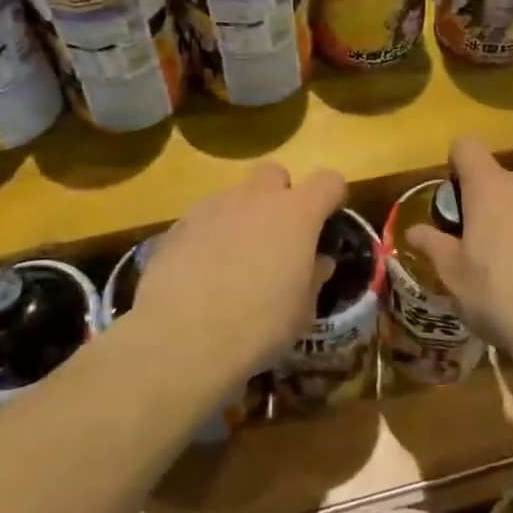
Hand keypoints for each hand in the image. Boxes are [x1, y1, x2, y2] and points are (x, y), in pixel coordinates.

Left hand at [129, 162, 346, 392]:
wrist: (183, 339)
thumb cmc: (259, 326)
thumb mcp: (301, 311)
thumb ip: (314, 277)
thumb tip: (320, 261)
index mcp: (297, 213)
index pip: (329, 181)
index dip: (332, 196)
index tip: (328, 219)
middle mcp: (257, 198)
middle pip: (275, 173)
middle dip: (280, 195)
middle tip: (277, 234)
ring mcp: (215, 206)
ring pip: (236, 195)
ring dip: (242, 216)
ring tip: (234, 258)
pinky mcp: (180, 223)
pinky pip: (204, 217)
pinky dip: (209, 234)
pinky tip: (201, 270)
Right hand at [407, 136, 512, 368]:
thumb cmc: (501, 296)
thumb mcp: (455, 277)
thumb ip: (434, 246)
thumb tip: (413, 230)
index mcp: (490, 187)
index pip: (467, 147)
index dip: (457, 163)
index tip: (456, 194)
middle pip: (501, 180)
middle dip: (492, 203)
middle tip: (485, 245)